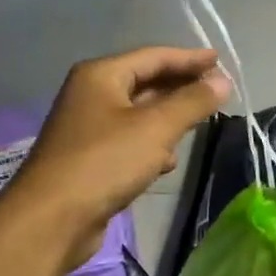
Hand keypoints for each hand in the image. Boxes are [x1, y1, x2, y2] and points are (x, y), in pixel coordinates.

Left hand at [0, 46, 231, 265]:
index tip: (220, 61)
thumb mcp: (156, 129)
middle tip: (217, 93)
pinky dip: (151, 147)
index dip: (189, 59)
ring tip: (198, 126)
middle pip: (145, 83)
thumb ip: (192, 102)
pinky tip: (168, 163)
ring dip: (168, 119)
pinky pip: (130, 142)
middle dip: (180, 88)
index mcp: (101, 76)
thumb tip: (223, 81)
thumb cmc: (105, 162)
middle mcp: (92, 95)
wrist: (53, 218)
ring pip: (139, 115)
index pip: (153, 57)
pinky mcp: (91, 159)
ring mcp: (89, 129)